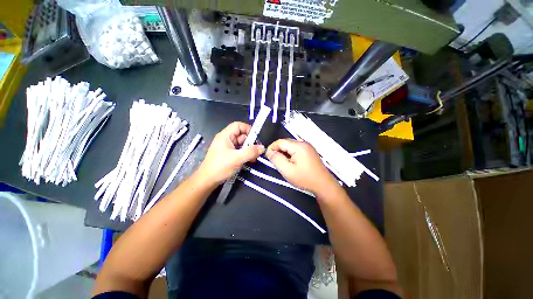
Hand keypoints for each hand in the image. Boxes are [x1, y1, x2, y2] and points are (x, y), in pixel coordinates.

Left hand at [197, 122, 264, 184]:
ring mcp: (227, 147)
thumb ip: (250, 152)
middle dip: (250, 142)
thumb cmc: (220, 167)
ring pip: (242, 144)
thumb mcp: (237, 158)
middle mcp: (226, 139)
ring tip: (254, 157)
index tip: (256, 138)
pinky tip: (249, 160)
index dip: (248, 129)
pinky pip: (239, 151)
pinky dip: (245, 154)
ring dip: (249, 150)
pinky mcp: (228, 154)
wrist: (207, 181)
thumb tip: (262, 148)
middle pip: (241, 135)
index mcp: (225, 136)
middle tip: (257, 151)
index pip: (238, 125)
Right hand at [266, 139, 338, 194]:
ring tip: (281, 163)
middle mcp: (303, 143)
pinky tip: (289, 163)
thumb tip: (270, 152)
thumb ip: (277, 159)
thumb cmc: (305, 178)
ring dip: (284, 153)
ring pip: (290, 146)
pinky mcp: (309, 152)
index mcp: (298, 146)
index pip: (280, 142)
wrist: (323, 185)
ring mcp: (308, 147)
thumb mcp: (287, 170)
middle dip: (278, 150)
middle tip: (273, 161)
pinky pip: (296, 150)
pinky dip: (290, 155)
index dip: (272, 148)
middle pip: (286, 143)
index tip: (267, 157)